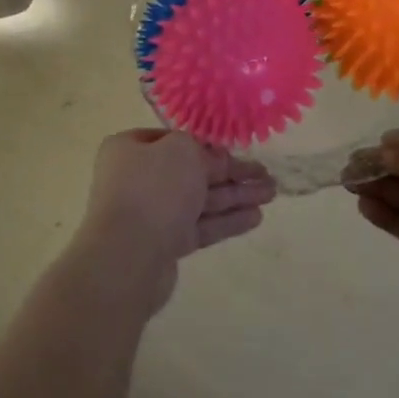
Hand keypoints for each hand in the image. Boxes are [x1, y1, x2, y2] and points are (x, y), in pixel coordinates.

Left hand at [72, 130, 276, 315]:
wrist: (127, 258)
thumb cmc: (153, 189)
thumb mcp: (183, 151)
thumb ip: (203, 150)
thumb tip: (214, 159)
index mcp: (130, 149)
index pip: (173, 139)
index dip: (206, 143)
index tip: (235, 148)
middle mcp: (136, 178)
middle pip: (191, 171)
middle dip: (230, 173)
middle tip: (265, 174)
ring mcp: (150, 214)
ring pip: (199, 200)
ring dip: (235, 196)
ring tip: (271, 194)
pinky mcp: (163, 245)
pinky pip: (199, 226)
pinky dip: (226, 220)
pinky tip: (256, 217)